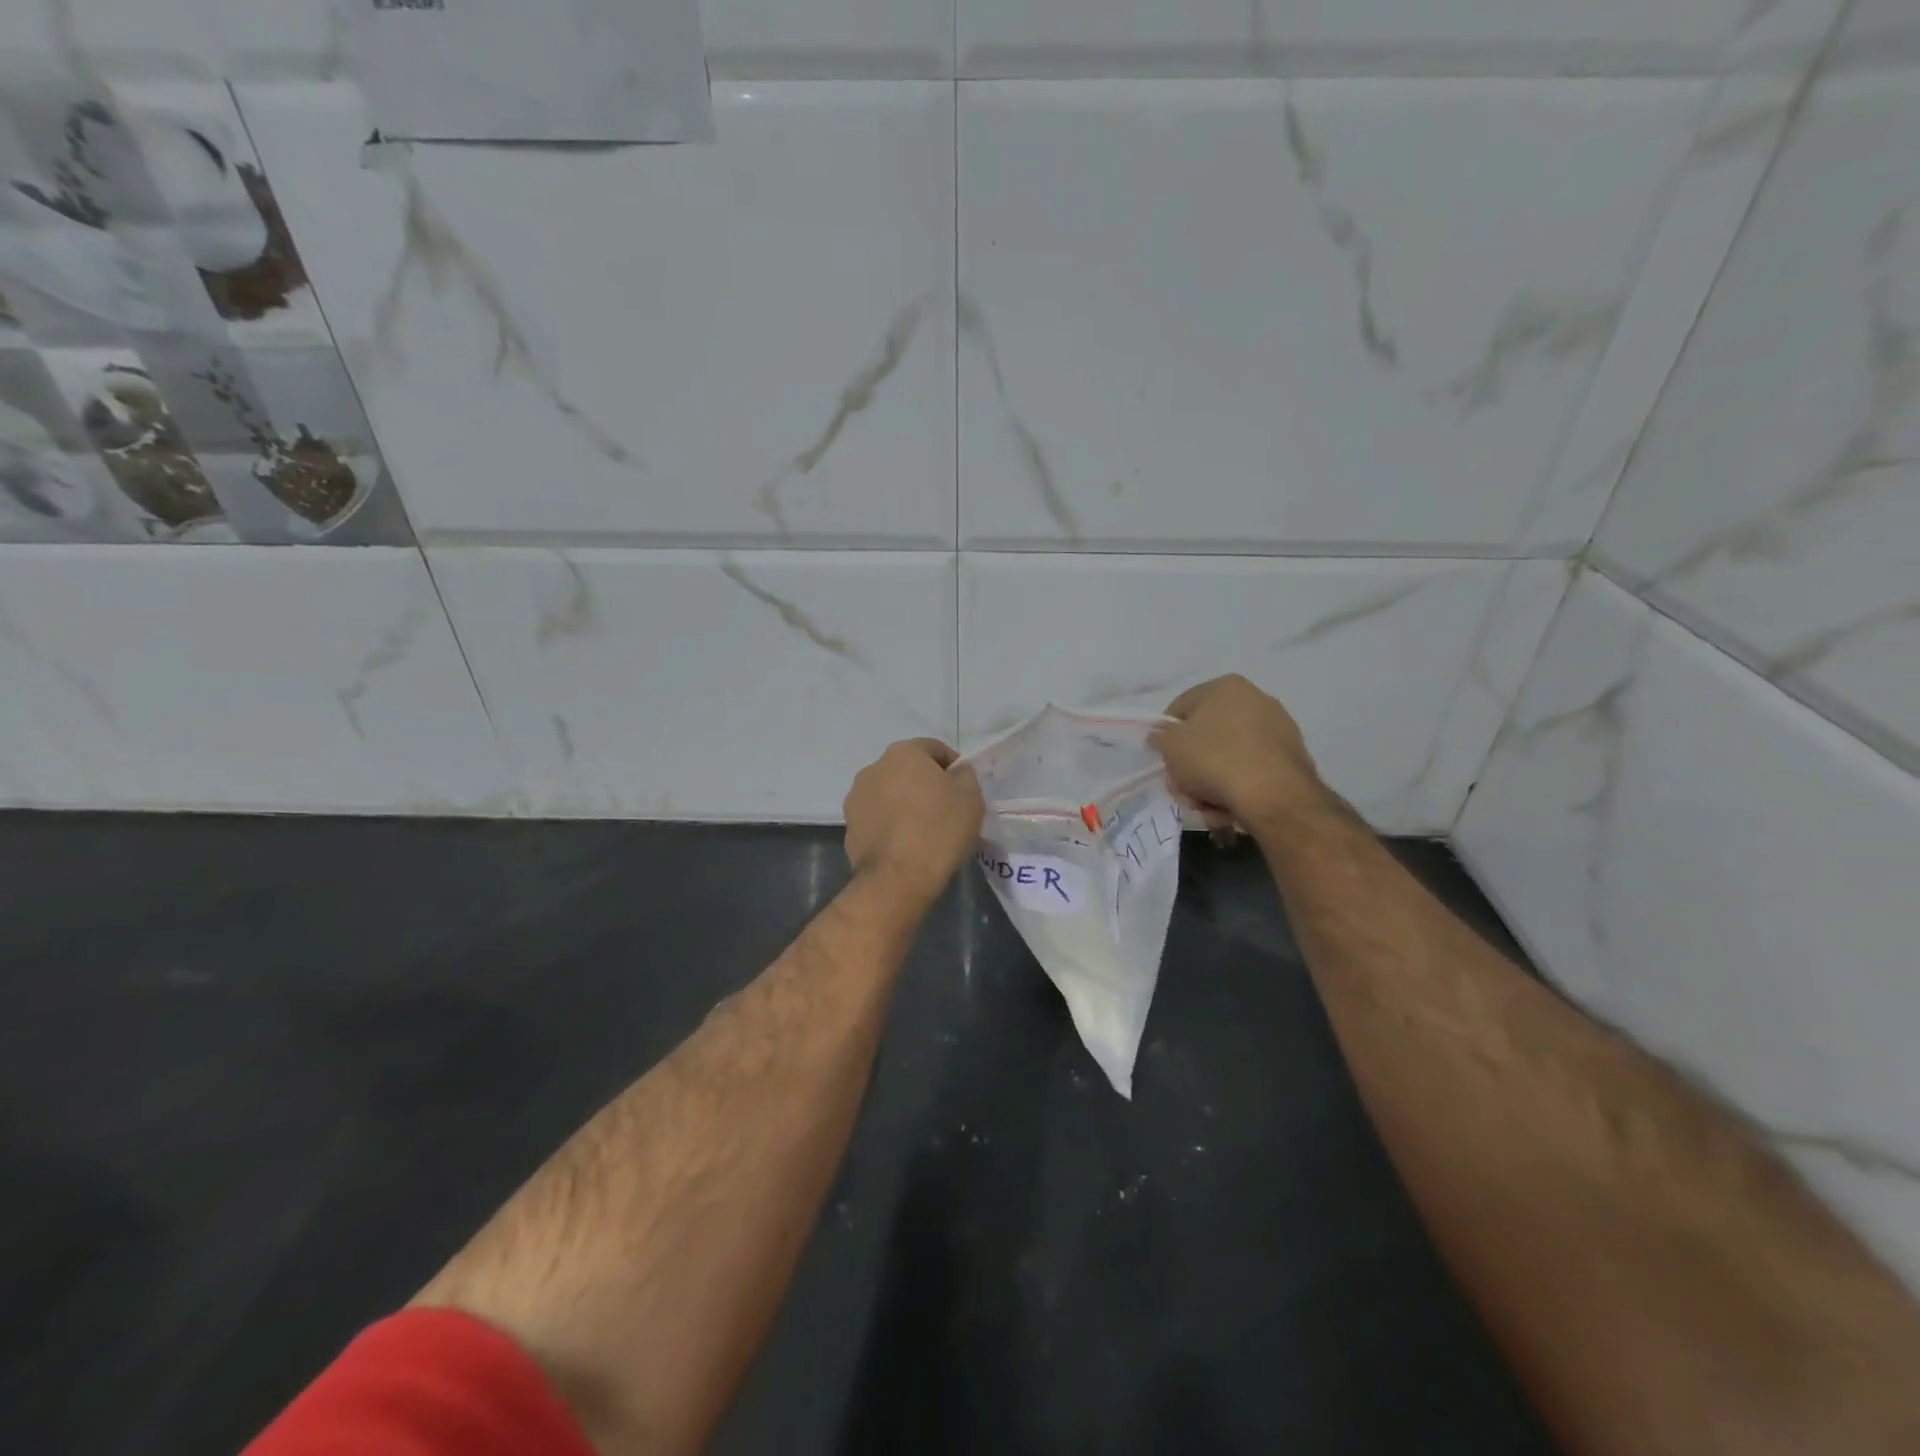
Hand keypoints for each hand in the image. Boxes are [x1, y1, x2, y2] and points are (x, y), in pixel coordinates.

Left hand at [843, 739, 984, 903]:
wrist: (897, 879)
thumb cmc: (939, 830)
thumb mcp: (970, 798)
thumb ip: (964, 775)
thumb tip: (955, 772)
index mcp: (903, 753)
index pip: (934, 749)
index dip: (954, 766)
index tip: (964, 790)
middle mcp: (873, 768)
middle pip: (908, 770)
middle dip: (926, 784)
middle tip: (946, 809)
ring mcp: (856, 798)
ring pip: (890, 794)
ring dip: (905, 803)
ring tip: (924, 829)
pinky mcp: (849, 826)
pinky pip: (877, 818)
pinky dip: (891, 824)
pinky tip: (906, 845)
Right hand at [1149, 675, 1323, 831]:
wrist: (1274, 795)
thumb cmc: (1214, 760)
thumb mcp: (1171, 746)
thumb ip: (1159, 737)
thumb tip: (1160, 736)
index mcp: (1226, 687)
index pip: (1181, 708)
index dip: (1166, 736)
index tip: (1164, 761)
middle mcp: (1256, 700)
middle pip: (1205, 737)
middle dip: (1190, 767)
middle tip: (1183, 789)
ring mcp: (1277, 730)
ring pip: (1226, 759)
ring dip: (1210, 784)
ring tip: (1206, 806)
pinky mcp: (1291, 759)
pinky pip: (1250, 773)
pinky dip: (1237, 790)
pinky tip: (1230, 810)